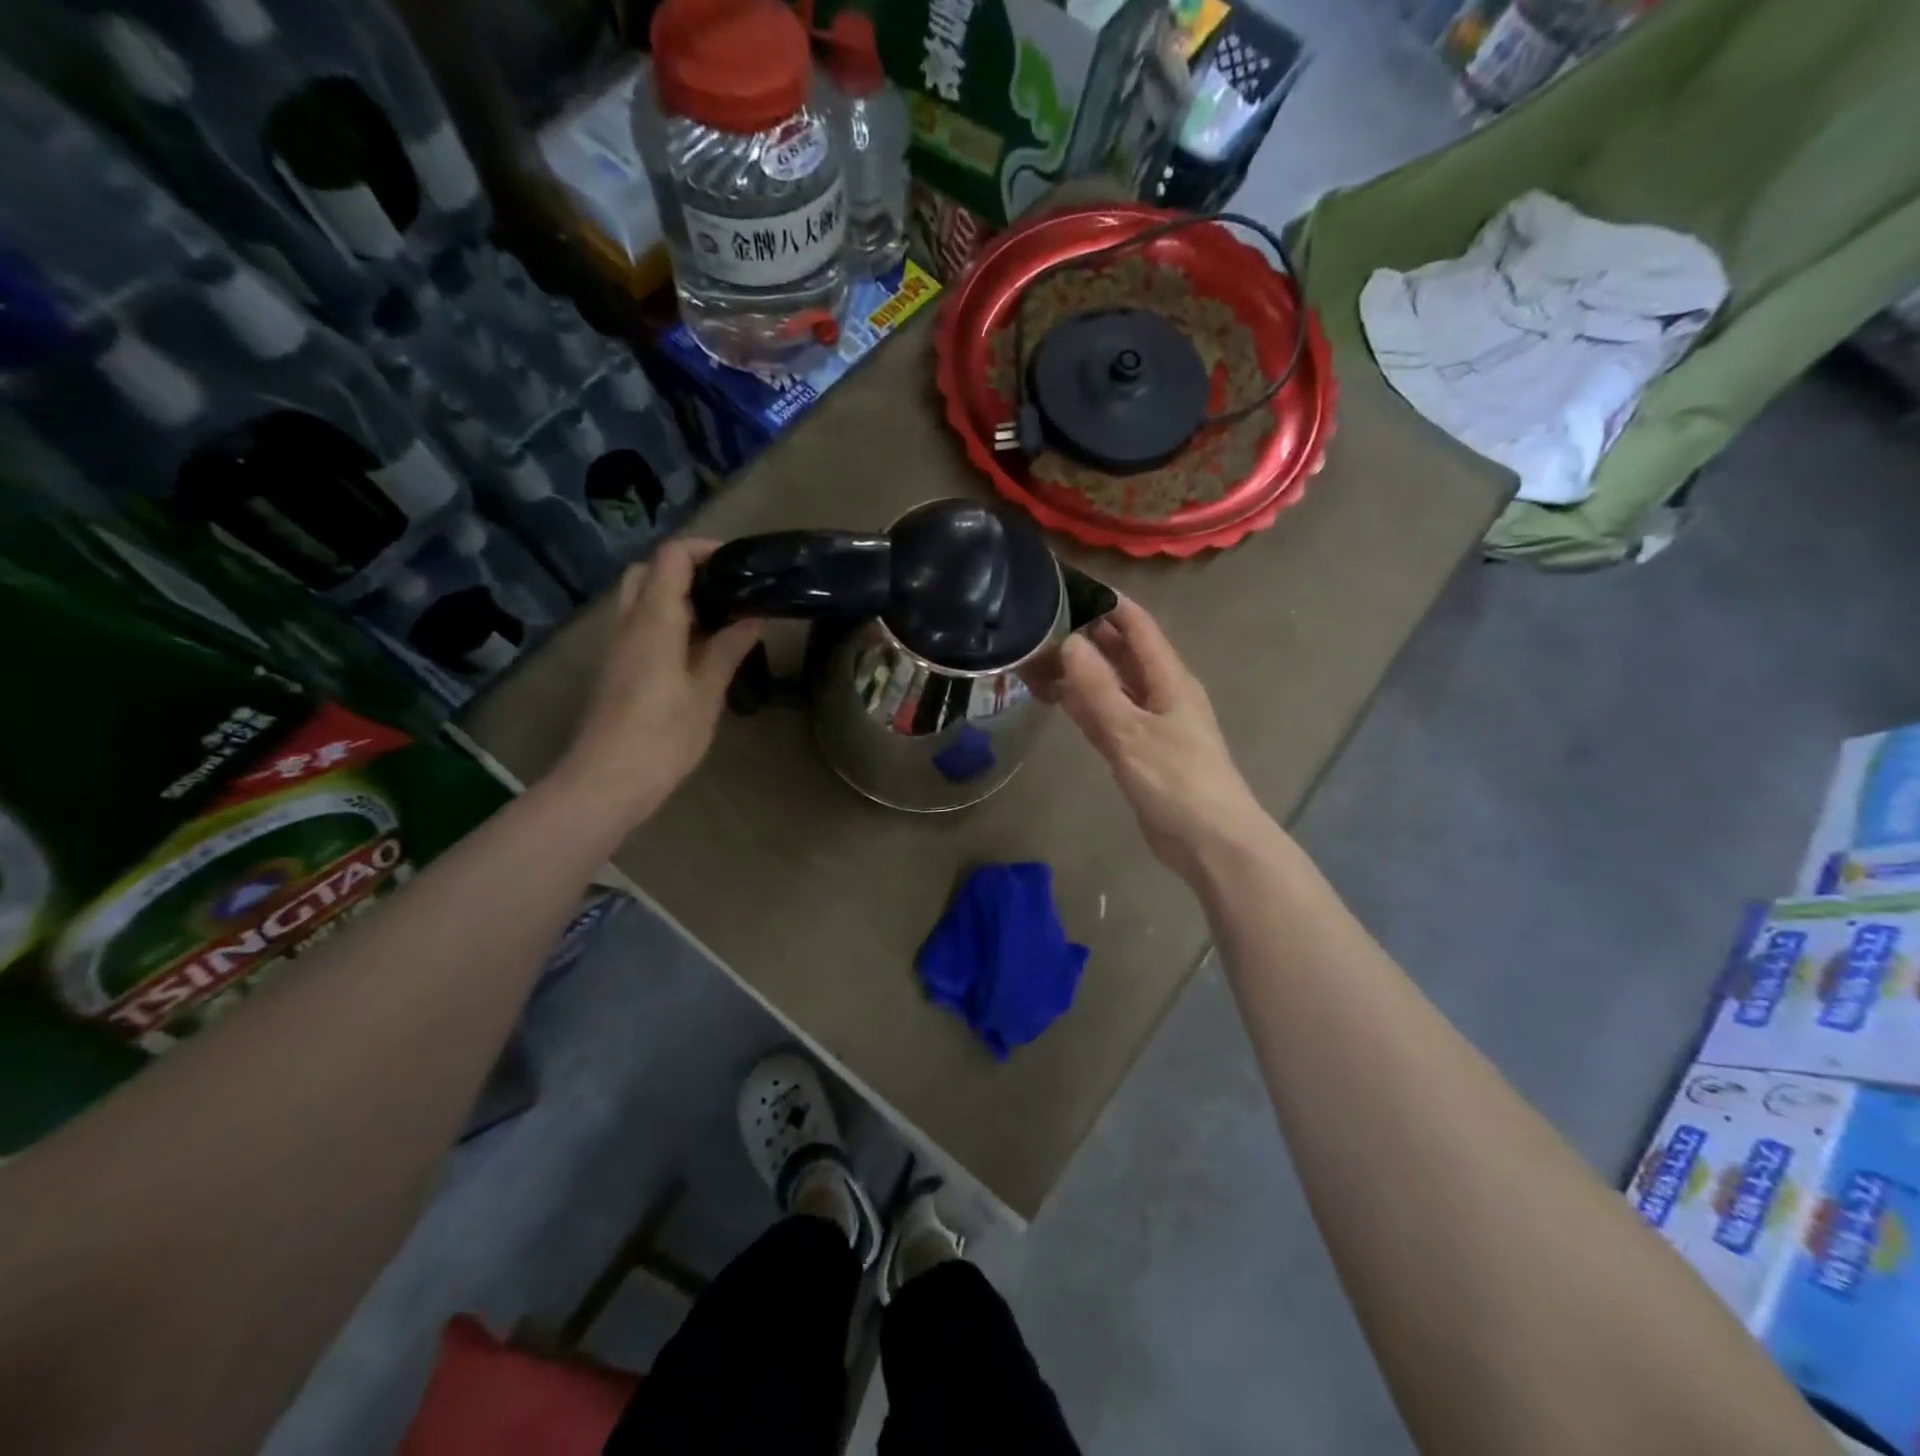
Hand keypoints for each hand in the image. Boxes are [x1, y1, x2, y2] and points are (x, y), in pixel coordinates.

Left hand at [556, 539, 761, 828]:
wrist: (606, 781)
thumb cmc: (663, 737)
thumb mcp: (706, 692)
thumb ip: (729, 649)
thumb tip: (755, 616)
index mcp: (655, 620)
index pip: (672, 556)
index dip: (705, 550)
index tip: (741, 565)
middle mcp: (629, 622)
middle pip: (649, 571)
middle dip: (686, 569)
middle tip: (726, 592)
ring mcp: (618, 645)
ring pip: (640, 598)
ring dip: (676, 597)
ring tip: (719, 621)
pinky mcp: (616, 668)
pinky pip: (639, 626)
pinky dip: (667, 622)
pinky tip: (697, 651)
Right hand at [1048, 598, 1272, 884]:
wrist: (1210, 841)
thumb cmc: (1177, 781)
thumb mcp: (1132, 731)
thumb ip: (1097, 688)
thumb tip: (1069, 641)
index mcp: (1169, 678)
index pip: (1137, 625)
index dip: (1107, 603)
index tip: (1068, 586)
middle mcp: (1160, 692)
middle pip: (1121, 653)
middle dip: (1085, 636)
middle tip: (1039, 624)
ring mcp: (1149, 722)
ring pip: (1110, 685)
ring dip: (1080, 672)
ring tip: (1037, 657)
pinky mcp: (1139, 750)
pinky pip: (1106, 716)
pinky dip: (1083, 705)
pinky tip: (1056, 698)